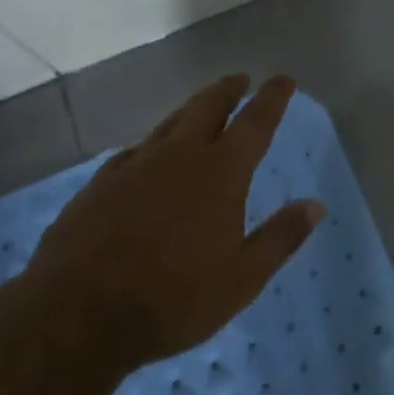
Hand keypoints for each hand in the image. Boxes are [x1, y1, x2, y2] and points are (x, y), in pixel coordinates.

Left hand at [26, 74, 324, 366]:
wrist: (76, 315)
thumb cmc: (173, 299)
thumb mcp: (242, 278)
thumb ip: (281, 237)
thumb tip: (316, 205)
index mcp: (221, 173)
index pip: (255, 122)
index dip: (272, 98)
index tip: (283, 79)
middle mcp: (179, 156)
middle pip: (207, 107)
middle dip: (228, 90)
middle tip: (240, 80)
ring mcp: (134, 167)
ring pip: (169, 123)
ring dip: (190, 109)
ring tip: (200, 107)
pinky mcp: (99, 185)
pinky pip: (133, 151)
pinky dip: (151, 145)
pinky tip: (146, 155)